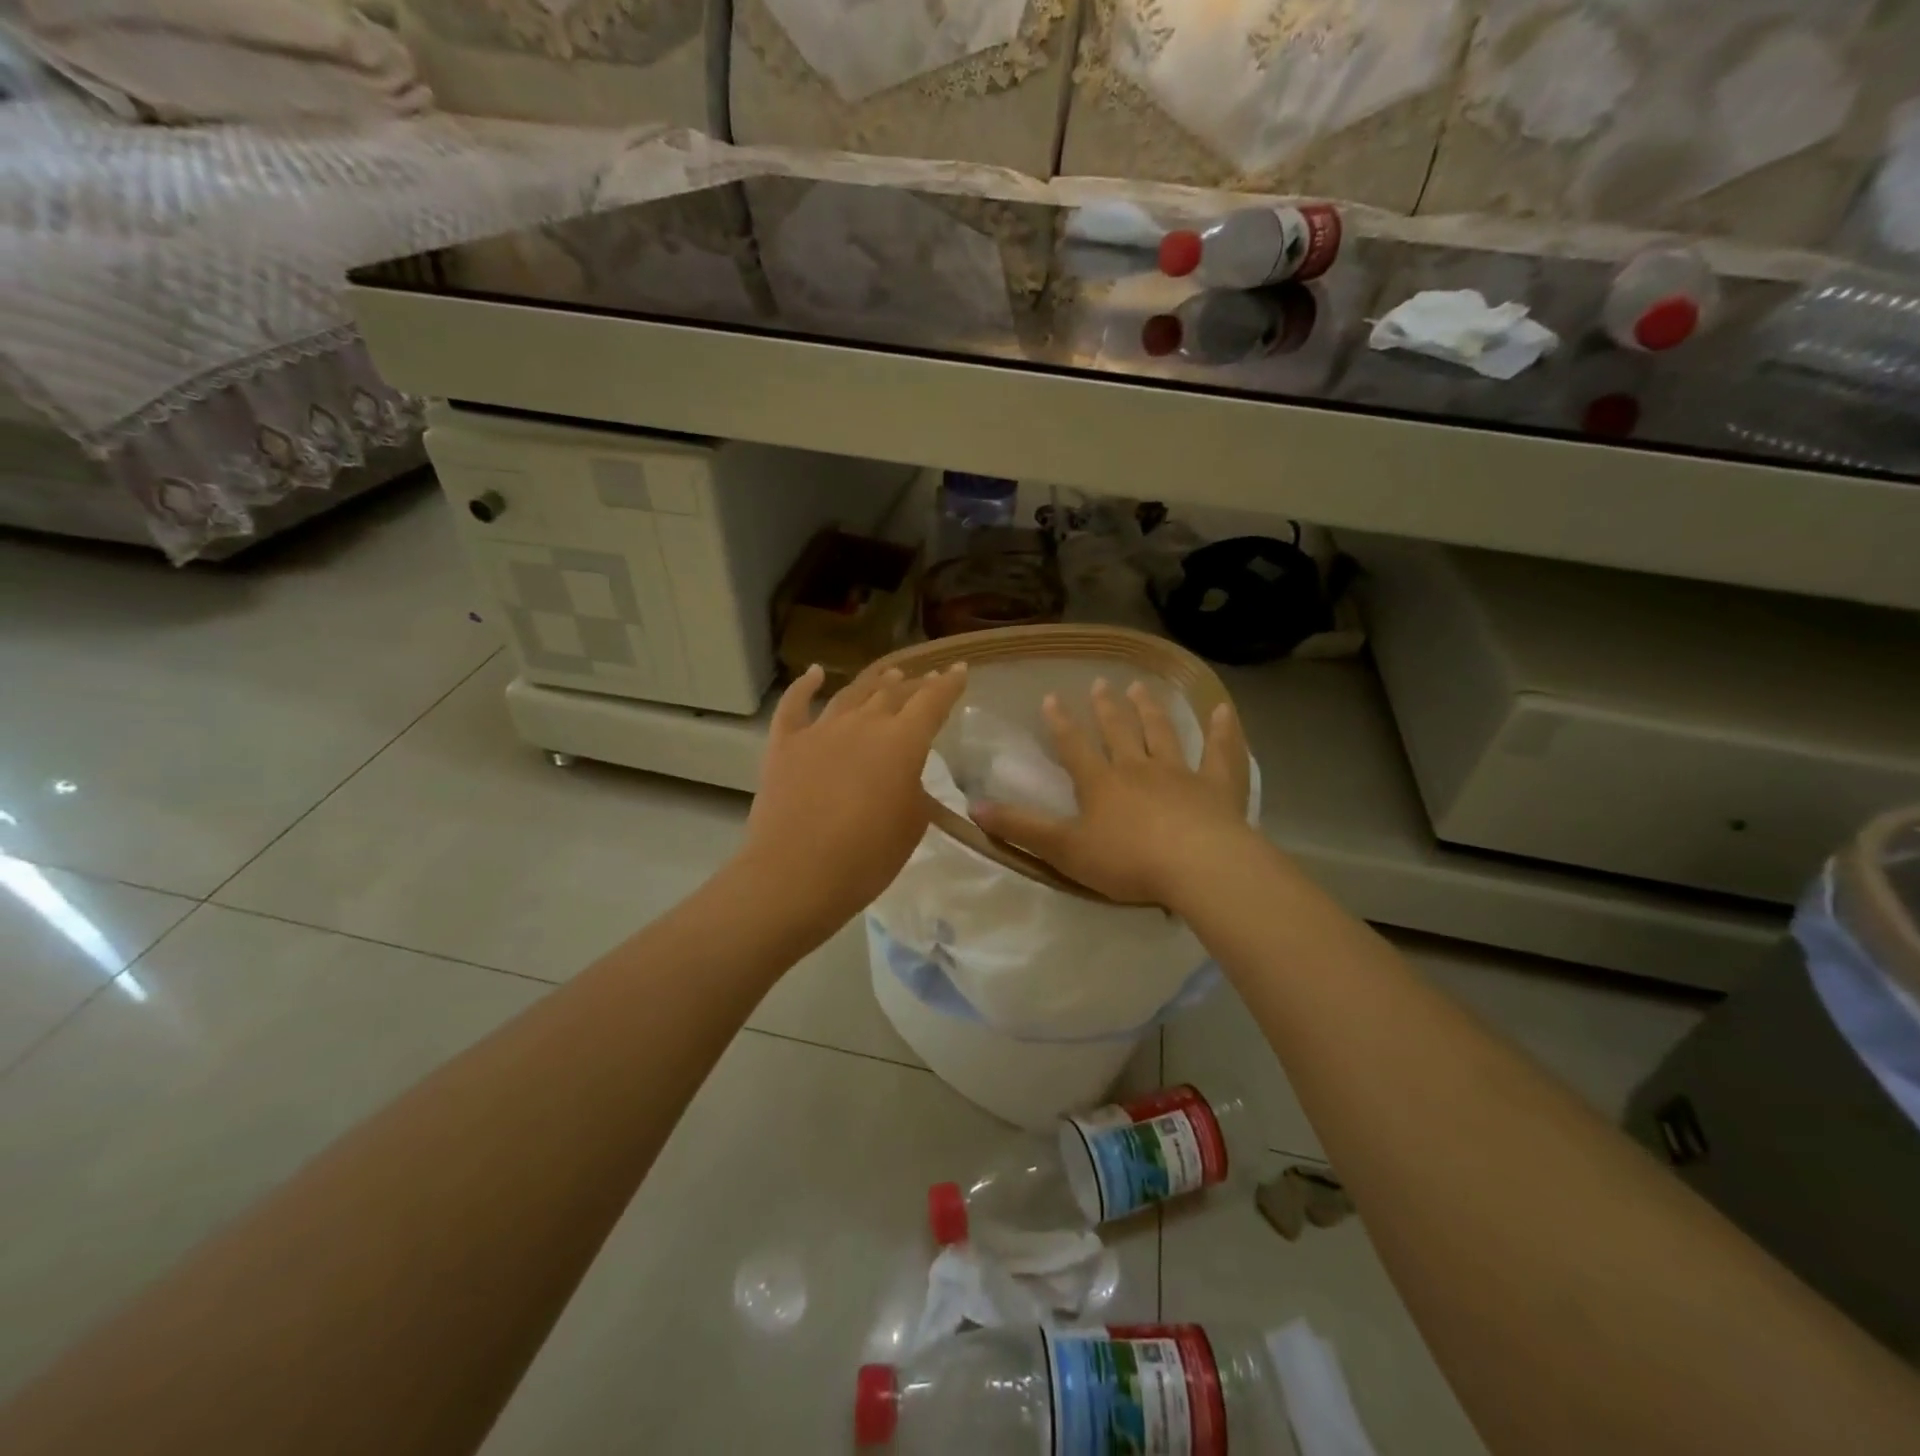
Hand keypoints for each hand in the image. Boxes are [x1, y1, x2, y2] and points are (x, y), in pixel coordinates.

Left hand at [740, 662, 967, 930]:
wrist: (796, 874)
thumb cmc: (867, 857)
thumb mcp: (911, 825)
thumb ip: (914, 790)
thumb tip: (904, 777)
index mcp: (901, 742)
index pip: (932, 702)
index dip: (948, 685)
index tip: (959, 670)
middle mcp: (862, 724)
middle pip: (893, 693)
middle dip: (914, 684)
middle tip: (926, 680)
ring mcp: (820, 730)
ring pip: (851, 694)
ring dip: (874, 683)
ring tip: (889, 674)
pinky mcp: (784, 744)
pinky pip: (795, 705)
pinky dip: (805, 685)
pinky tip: (815, 673)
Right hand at [971, 679, 1253, 906]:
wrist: (1197, 867)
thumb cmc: (1127, 861)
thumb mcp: (1064, 850)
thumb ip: (1021, 828)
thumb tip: (973, 806)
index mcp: (1101, 783)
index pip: (1074, 746)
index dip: (1060, 723)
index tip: (1050, 698)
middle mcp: (1138, 768)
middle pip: (1119, 732)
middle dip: (1107, 708)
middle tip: (1100, 683)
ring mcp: (1180, 774)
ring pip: (1162, 734)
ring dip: (1150, 710)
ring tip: (1141, 687)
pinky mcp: (1216, 787)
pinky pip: (1220, 754)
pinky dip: (1222, 732)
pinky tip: (1222, 711)